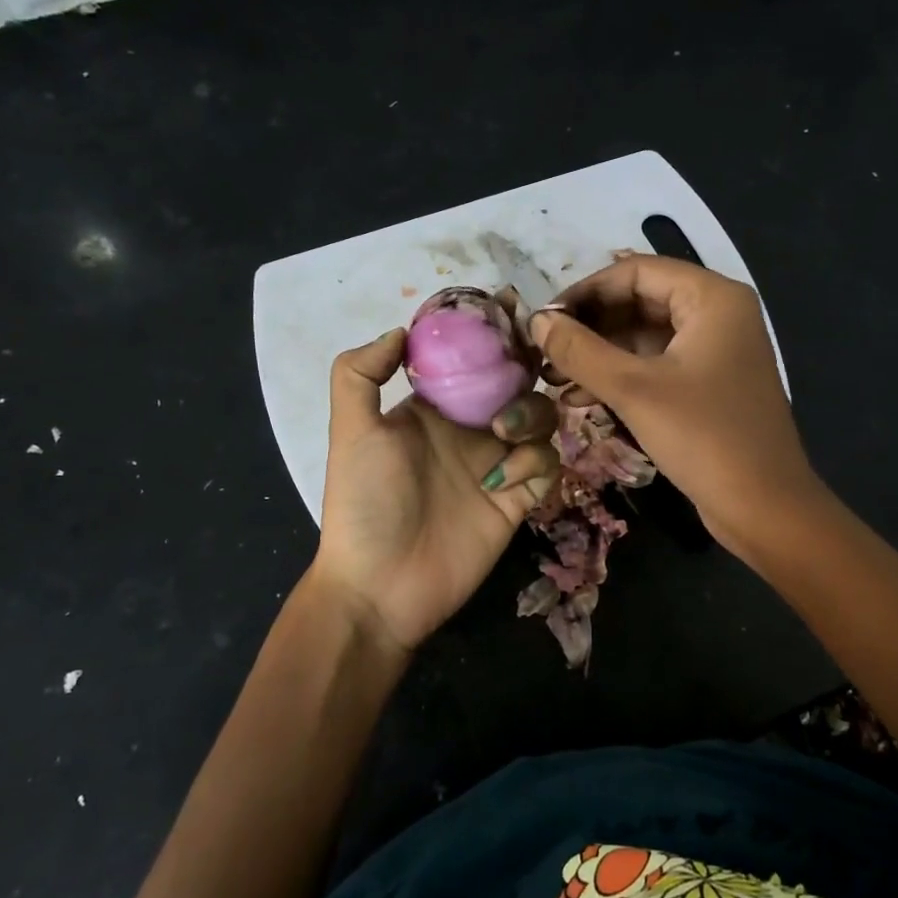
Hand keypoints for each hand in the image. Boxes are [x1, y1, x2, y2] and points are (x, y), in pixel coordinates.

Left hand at [312, 329, 560, 654]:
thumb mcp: (351, 432)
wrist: (380, 585)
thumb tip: (400, 330)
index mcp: (432, 408)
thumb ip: (361, 373)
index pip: (471, 359)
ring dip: (530, 415)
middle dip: (525, 370)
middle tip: (530, 364)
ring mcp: (496, 464)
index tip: (511, 311)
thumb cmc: (364, 503)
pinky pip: (546, 464)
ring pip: (539, 418)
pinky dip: (535, 461)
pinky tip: (504, 480)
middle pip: (515, 382)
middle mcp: (468, 429)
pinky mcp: (518, 499)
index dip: (492, 335)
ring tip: (502, 433)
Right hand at [530, 256, 821, 550]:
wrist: (764, 507)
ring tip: (555, 380)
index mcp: (712, 298)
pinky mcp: (709, 386)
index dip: (585, 291)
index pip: (635, 272)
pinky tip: (583, 399)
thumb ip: (580, 351)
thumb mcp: (634, 390)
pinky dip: (622, 378)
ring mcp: (716, 352)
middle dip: (590, 327)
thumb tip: (538, 321)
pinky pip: (657, 366)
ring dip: (600, 355)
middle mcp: (718, 315)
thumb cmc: (704, 437)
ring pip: (645, 337)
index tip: (544, 320)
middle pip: (640, 302)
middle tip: (545, 353)